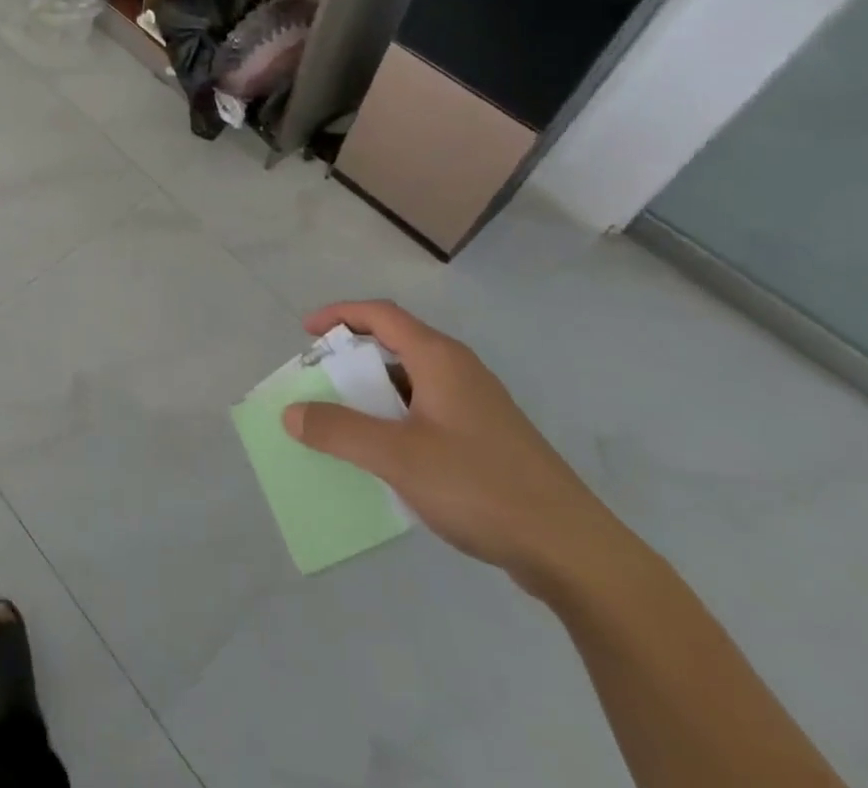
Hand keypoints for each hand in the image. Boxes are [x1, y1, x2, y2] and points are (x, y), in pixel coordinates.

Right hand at [282, 301, 623, 593]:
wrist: (576, 553)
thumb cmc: (480, 487)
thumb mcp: (397, 457)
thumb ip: (339, 431)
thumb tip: (291, 413)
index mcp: (439, 359)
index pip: (381, 314)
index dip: (339, 315)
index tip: (307, 333)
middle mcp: (460, 370)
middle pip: (396, 344)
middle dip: (352, 358)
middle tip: (321, 381)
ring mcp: (480, 405)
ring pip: (413, 381)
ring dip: (375, 392)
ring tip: (347, 420)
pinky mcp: (491, 439)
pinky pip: (430, 410)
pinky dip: (398, 418)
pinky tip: (391, 456)